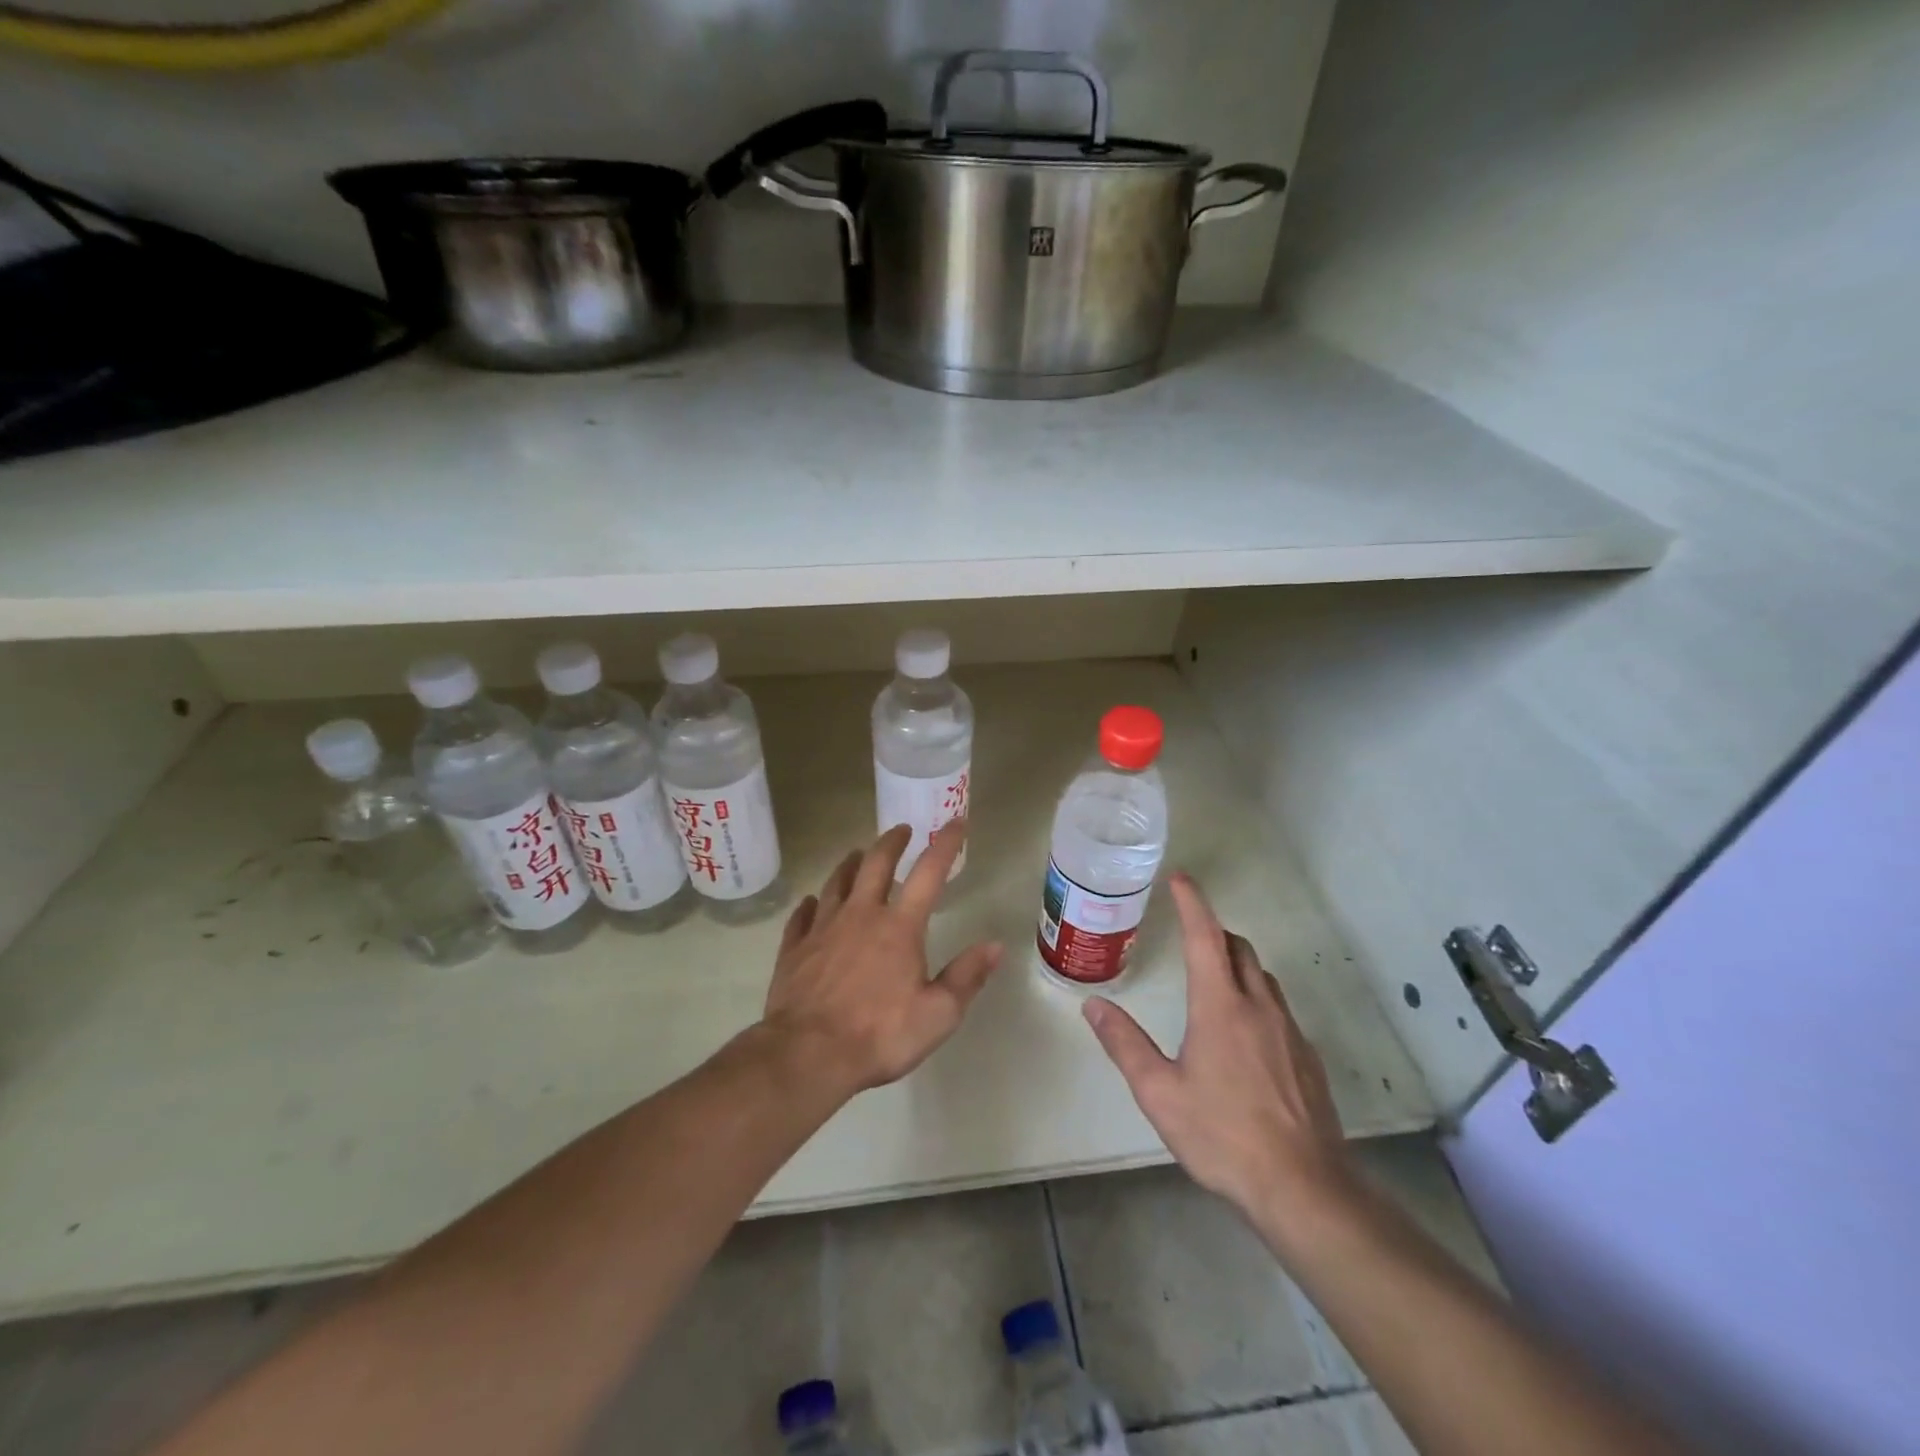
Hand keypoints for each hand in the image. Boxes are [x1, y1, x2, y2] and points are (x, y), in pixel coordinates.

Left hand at [763, 821, 1002, 1097]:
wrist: (807, 1055)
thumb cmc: (879, 1035)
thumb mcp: (938, 1014)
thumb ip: (967, 977)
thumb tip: (994, 945)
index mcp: (899, 927)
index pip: (928, 873)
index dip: (945, 844)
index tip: (955, 821)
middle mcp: (860, 915)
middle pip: (875, 864)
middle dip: (891, 842)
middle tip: (900, 829)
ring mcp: (822, 929)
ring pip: (836, 882)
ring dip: (849, 864)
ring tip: (855, 854)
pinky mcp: (794, 949)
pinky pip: (802, 916)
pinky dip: (810, 905)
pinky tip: (811, 903)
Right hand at [1083, 873, 1354, 1242]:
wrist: (1303, 1187)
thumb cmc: (1223, 1135)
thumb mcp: (1160, 1093)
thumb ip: (1125, 1044)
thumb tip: (1094, 1006)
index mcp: (1220, 1006)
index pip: (1205, 937)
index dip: (1192, 903)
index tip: (1179, 879)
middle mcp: (1258, 1007)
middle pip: (1239, 948)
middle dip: (1214, 931)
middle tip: (1190, 934)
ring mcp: (1288, 1031)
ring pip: (1261, 977)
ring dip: (1237, 964)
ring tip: (1214, 979)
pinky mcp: (1306, 1057)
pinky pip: (1277, 1009)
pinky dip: (1256, 999)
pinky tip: (1244, 1034)